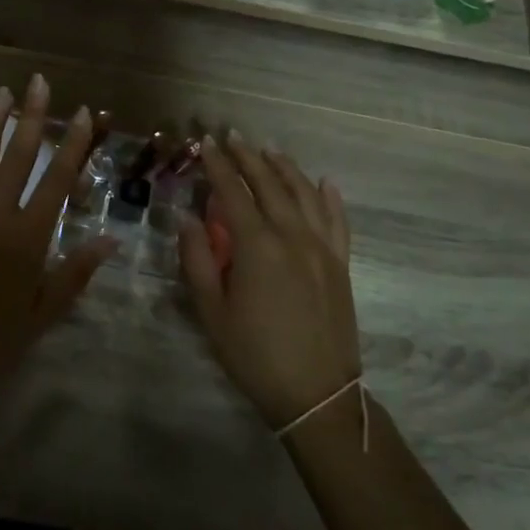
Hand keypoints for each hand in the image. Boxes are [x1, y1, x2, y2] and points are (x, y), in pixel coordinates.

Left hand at [0, 76, 117, 397]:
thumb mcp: (42, 314)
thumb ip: (75, 273)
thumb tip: (111, 239)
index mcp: (28, 237)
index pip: (57, 180)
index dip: (73, 145)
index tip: (83, 114)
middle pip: (19, 158)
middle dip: (32, 118)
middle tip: (39, 83)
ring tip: (0, 93)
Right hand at [177, 131, 359, 427]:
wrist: (317, 394)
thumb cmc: (254, 354)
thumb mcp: (212, 311)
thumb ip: (198, 259)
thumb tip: (188, 219)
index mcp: (257, 245)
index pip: (233, 191)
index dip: (218, 164)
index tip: (205, 142)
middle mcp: (292, 235)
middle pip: (269, 183)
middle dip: (248, 156)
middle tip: (232, 136)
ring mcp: (322, 248)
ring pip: (304, 193)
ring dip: (285, 167)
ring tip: (269, 149)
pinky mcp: (341, 264)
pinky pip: (338, 220)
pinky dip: (330, 197)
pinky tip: (324, 182)